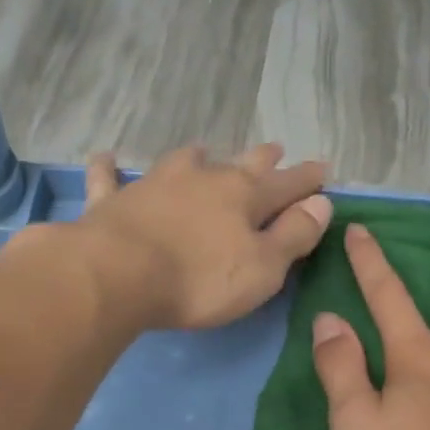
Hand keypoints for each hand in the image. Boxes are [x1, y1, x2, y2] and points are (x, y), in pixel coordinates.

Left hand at [73, 144, 331, 329]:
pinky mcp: (113, 201)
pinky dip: (110, 169)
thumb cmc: (199, 280)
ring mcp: (155, 184)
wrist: (119, 274)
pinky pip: (110, 178)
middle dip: (261, 159)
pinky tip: (106, 159)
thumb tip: (321, 204)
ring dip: (197, 157)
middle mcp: (202, 179)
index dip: (307, 180)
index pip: (286, 185)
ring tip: (203, 150)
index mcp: (243, 197)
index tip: (323, 170)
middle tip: (274, 149)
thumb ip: (293, 236)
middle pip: (239, 165)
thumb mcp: (262, 268)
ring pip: (182, 162)